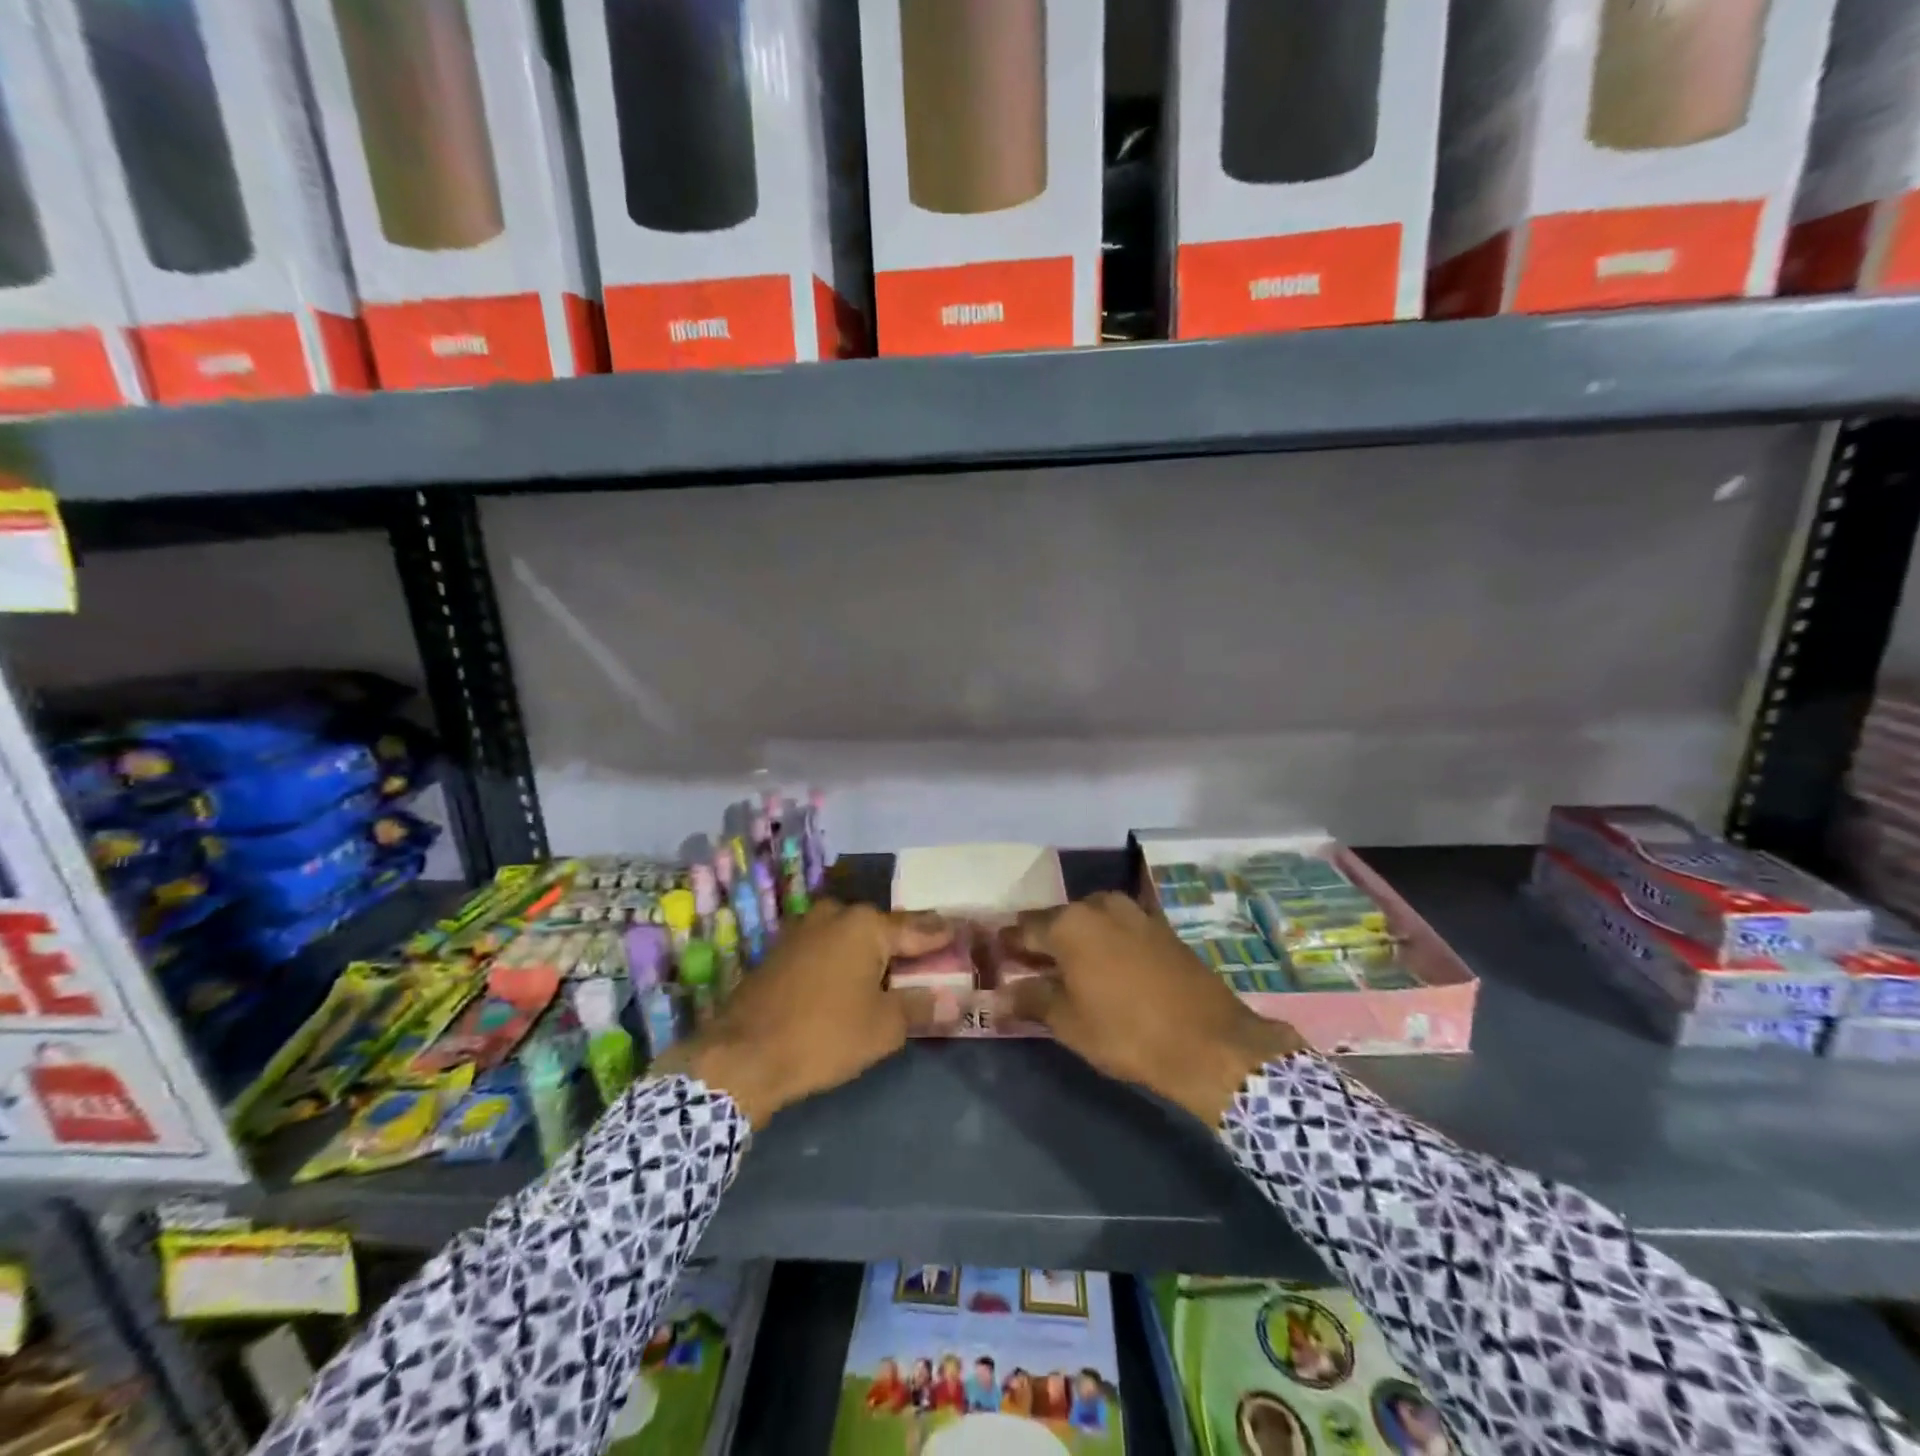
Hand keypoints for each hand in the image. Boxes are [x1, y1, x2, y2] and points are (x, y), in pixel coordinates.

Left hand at [654, 901, 952, 1125]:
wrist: (742, 1056)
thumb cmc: (823, 1036)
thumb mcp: (883, 1027)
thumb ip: (921, 1006)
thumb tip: (957, 999)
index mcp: (865, 926)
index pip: (917, 929)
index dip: (941, 935)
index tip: (961, 932)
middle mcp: (834, 916)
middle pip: (881, 927)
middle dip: (904, 940)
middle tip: (929, 953)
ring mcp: (802, 930)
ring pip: (850, 935)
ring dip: (871, 949)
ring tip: (891, 967)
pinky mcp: (780, 950)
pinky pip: (825, 947)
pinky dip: (843, 958)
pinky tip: (849, 977)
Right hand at [1000, 892, 1307, 1125]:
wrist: (1210, 1042)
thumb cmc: (1127, 1033)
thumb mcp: (1070, 1022)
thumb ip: (1031, 1000)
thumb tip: (997, 996)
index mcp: (1071, 923)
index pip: (1025, 928)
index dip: (1009, 944)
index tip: (998, 958)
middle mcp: (1100, 905)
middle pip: (1059, 919)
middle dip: (1043, 940)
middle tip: (1031, 966)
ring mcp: (1135, 912)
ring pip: (1091, 920)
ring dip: (1076, 939)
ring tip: (1068, 969)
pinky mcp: (1161, 926)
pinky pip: (1118, 927)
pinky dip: (1105, 941)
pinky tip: (1105, 967)